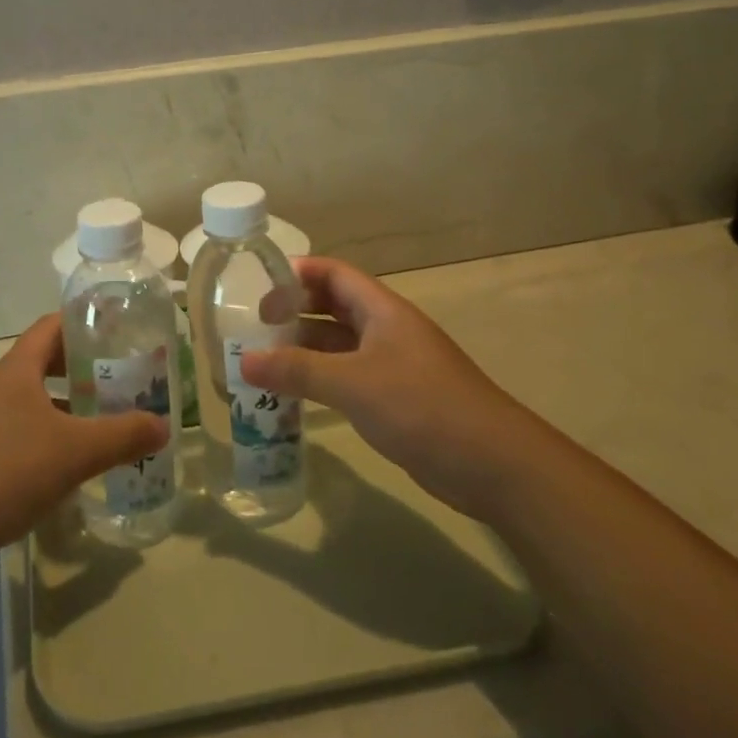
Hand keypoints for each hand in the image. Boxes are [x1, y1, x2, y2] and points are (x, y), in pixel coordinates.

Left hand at [0, 315, 167, 573]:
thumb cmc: (6, 471)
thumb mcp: (75, 452)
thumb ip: (123, 436)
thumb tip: (164, 426)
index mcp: (16, 369)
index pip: (52, 326)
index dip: (85, 322)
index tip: (119, 329)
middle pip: (43, 361)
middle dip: (81, 367)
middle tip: (120, 378)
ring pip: (31, 399)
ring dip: (65, 404)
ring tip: (101, 419)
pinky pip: (18, 429)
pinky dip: (46, 434)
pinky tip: (66, 462)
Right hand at [241, 257, 535, 516]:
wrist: (493, 464)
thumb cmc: (421, 406)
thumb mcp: (352, 383)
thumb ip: (297, 370)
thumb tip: (244, 360)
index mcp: (382, 311)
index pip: (335, 274)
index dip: (298, 273)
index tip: (260, 285)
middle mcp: (388, 330)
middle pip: (335, 306)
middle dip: (297, 311)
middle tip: (256, 325)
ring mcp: (395, 365)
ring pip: (341, 345)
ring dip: (306, 348)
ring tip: (264, 360)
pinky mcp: (398, 399)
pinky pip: (350, 377)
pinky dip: (322, 379)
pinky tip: (296, 396)